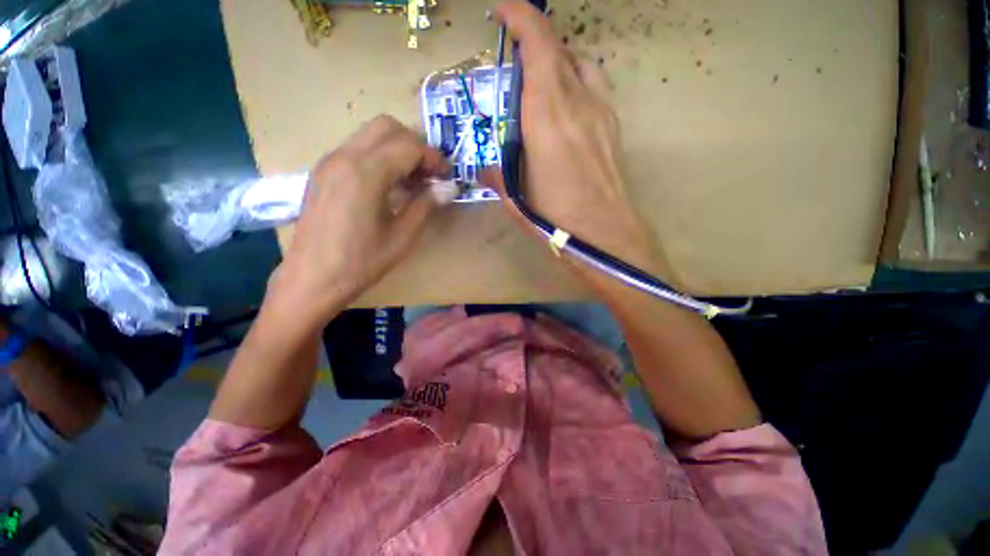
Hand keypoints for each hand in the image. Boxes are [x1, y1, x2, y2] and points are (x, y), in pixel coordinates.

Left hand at [275, 115, 449, 319]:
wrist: (312, 279)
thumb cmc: (361, 262)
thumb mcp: (402, 237)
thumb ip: (426, 205)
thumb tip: (450, 187)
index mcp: (365, 173)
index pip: (409, 146)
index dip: (434, 158)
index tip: (446, 177)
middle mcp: (344, 157)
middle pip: (387, 126)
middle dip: (415, 145)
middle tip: (429, 174)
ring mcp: (329, 162)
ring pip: (370, 134)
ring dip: (397, 149)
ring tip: (412, 181)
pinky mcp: (323, 172)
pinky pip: (357, 149)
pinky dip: (379, 156)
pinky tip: (388, 186)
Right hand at [486, 0, 663, 276]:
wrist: (605, 233)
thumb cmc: (555, 219)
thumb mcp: (516, 200)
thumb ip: (498, 177)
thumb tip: (484, 170)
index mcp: (546, 118)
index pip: (538, 46)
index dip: (521, 17)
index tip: (503, 9)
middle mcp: (576, 103)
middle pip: (558, 49)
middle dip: (533, 42)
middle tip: (515, 61)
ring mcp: (600, 111)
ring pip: (580, 62)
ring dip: (558, 61)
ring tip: (542, 83)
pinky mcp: (613, 125)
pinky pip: (595, 84)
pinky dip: (577, 80)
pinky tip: (568, 107)